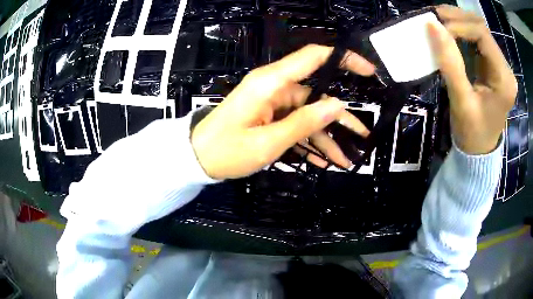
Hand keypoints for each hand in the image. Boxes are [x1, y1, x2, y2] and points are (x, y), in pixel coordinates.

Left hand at [191, 44, 375, 178]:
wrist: (197, 158)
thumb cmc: (226, 150)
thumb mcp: (267, 142)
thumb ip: (303, 122)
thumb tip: (337, 105)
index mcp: (271, 83)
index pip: (314, 57)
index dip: (343, 58)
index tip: (368, 70)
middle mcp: (275, 87)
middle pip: (318, 96)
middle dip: (341, 119)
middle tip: (363, 137)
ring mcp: (273, 102)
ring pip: (310, 115)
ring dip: (327, 138)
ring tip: (346, 159)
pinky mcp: (270, 115)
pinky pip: (296, 125)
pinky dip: (310, 141)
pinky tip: (325, 160)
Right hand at [429, 5, 516, 154]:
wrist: (479, 151)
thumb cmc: (472, 133)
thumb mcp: (461, 102)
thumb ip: (450, 64)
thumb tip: (432, 26)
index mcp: (504, 79)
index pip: (483, 35)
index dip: (459, 26)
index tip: (437, 29)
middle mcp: (505, 68)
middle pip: (482, 28)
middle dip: (457, 18)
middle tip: (433, 17)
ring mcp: (500, 66)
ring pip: (479, 30)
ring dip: (458, 22)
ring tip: (438, 21)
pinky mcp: (493, 66)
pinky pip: (477, 40)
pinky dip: (461, 32)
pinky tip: (449, 33)